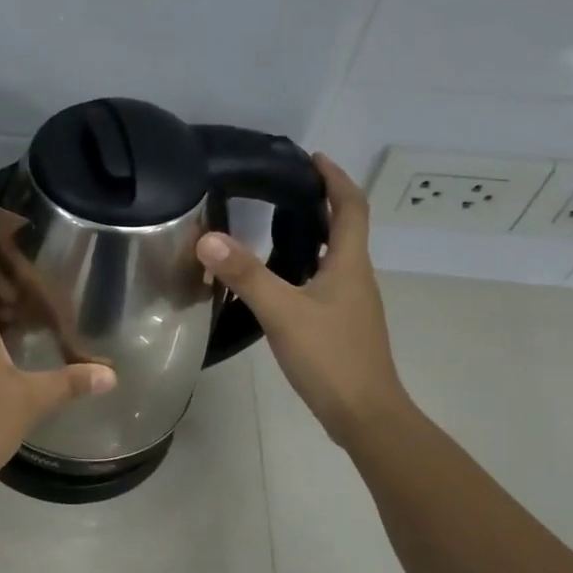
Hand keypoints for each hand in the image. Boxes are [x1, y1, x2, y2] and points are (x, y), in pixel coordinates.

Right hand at [196, 154, 412, 448]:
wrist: (364, 414)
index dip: (334, 178)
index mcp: (350, 264)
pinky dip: (305, 267)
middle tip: (283, 189)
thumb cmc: (330, 357)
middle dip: (320, 202)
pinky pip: (323, 282)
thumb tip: (207, 238)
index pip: (350, 206)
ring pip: (334, 257)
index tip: (312, 158)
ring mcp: (351, 304)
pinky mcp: (341, 325)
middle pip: (345, 228)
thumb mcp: (282, 313)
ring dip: (313, 235)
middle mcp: (356, 277)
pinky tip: (278, 281)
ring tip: (274, 226)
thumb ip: (245, 275)